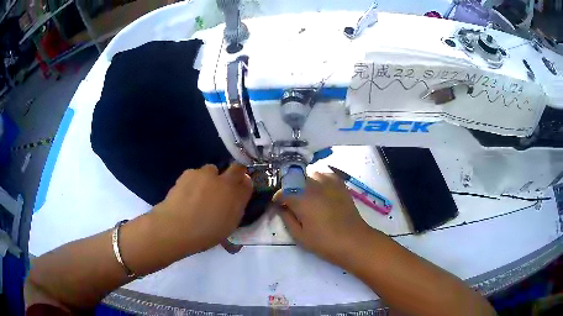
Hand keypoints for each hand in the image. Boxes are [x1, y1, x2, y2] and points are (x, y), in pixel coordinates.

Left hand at [152, 163, 252, 252]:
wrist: (177, 227)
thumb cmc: (205, 234)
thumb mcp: (228, 227)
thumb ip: (234, 210)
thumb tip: (235, 201)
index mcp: (237, 197)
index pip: (248, 183)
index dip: (244, 184)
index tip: (239, 189)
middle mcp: (226, 182)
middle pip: (237, 168)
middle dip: (234, 173)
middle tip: (224, 185)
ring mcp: (207, 175)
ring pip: (212, 170)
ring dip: (210, 177)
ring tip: (200, 191)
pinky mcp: (189, 172)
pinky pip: (196, 173)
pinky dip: (194, 180)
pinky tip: (187, 192)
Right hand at [273, 172, 374, 267]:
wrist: (353, 240)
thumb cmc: (324, 242)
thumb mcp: (300, 236)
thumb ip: (287, 219)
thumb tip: (281, 208)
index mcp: (301, 200)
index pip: (283, 192)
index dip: (278, 198)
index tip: (278, 205)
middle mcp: (314, 187)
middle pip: (296, 179)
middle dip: (289, 188)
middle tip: (290, 201)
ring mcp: (328, 184)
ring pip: (311, 174)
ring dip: (304, 181)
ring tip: (305, 193)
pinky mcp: (340, 185)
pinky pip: (326, 174)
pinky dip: (320, 178)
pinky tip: (319, 188)